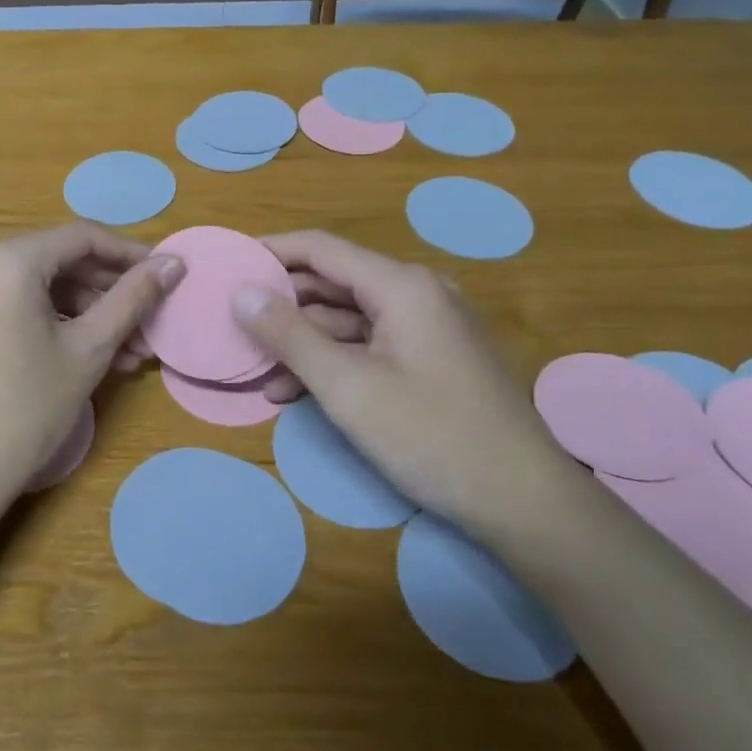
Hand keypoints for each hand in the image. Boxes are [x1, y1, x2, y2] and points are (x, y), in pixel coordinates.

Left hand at [0, 224, 184, 522]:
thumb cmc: (26, 408)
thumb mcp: (89, 349)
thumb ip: (133, 298)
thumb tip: (174, 262)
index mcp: (7, 258)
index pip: (83, 238)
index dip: (131, 255)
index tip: (167, 276)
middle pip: (60, 262)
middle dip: (110, 294)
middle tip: (150, 326)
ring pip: (40, 288)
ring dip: (87, 314)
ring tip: (130, 353)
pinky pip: (15, 305)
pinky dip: (54, 322)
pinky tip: (88, 354)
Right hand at [236, 231, 573, 533]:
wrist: (525, 502)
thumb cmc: (431, 436)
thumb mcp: (348, 387)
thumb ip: (289, 335)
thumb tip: (241, 292)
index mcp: (400, 285)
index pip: (320, 248)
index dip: (270, 252)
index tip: (226, 266)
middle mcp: (416, 294)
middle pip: (333, 283)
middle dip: (282, 305)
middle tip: (233, 325)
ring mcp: (427, 328)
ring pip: (348, 320)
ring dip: (303, 343)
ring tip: (258, 373)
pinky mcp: (432, 360)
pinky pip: (370, 346)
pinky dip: (333, 363)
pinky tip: (297, 392)